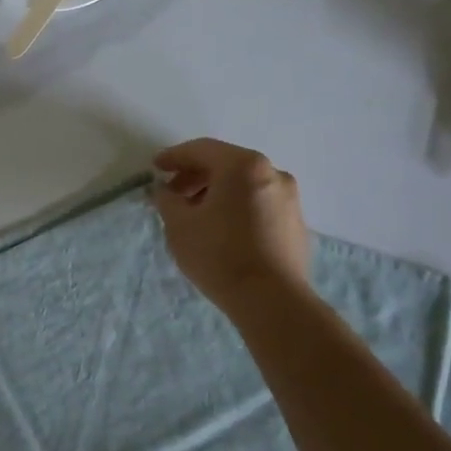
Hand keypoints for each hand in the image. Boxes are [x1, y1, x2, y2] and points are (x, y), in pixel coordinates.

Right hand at [152, 139, 309, 305]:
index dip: (174, 157)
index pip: (201, 150)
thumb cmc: (219, 254)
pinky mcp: (296, 223)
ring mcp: (289, 198)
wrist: (272, 300)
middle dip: (195, 176)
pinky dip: (236, 206)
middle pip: (225, 164)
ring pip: (243, 185)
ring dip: (216, 192)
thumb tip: (166, 190)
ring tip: (194, 214)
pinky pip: (258, 203)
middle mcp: (272, 173)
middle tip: (172, 193)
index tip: (155, 168)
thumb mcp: (178, 224)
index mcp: (243, 166)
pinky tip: (221, 228)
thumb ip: (166, 199)